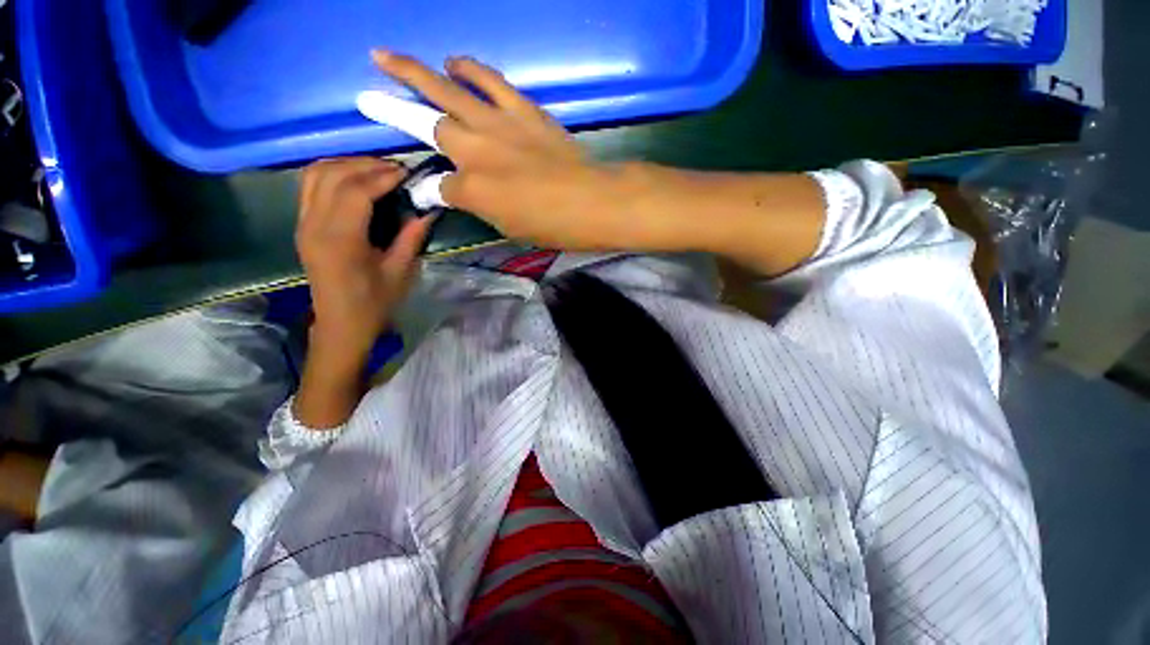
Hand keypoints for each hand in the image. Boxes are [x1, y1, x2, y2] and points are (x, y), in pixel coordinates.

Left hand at [297, 157, 432, 362]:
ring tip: (378, 170)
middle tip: (396, 169)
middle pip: (332, 174)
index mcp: (340, 240)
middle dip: (366, 164)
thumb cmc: (374, 303)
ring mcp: (303, 223)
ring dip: (347, 164)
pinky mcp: (303, 225)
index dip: (382, 176)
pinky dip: (334, 174)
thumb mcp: (400, 272)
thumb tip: (428, 209)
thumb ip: (411, 237)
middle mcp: (314, 225)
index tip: (408, 172)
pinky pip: (311, 185)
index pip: (356, 191)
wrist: (340, 324)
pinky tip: (357, 180)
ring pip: (316, 174)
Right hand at [372, 51, 639, 250]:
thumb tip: (456, 192)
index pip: (437, 186)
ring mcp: (498, 124)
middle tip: (364, 96)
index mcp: (473, 190)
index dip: (428, 190)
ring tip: (389, 57)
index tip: (423, 190)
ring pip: (447, 89)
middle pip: (426, 125)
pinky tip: (456, 63)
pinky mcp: (523, 110)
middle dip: (391, 112)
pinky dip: (470, 70)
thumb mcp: (509, 227)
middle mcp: (476, 151)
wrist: (592, 201)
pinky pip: (490, 81)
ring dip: (415, 72)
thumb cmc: (552, 225)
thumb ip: (479, 206)